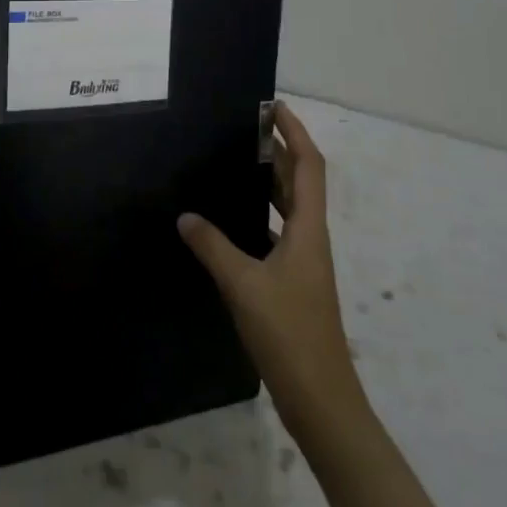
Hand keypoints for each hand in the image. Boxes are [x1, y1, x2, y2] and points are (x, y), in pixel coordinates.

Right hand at [178, 101, 363, 439]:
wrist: (321, 399)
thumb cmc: (289, 333)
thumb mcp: (243, 284)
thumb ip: (212, 246)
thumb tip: (185, 216)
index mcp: (308, 229)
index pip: (309, 166)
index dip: (296, 133)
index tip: (274, 107)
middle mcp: (310, 239)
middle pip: (300, 182)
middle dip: (279, 151)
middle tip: (244, 130)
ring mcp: (304, 263)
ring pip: (289, 209)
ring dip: (269, 183)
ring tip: (234, 165)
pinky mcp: (294, 284)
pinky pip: (277, 234)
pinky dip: (259, 217)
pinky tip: (231, 224)